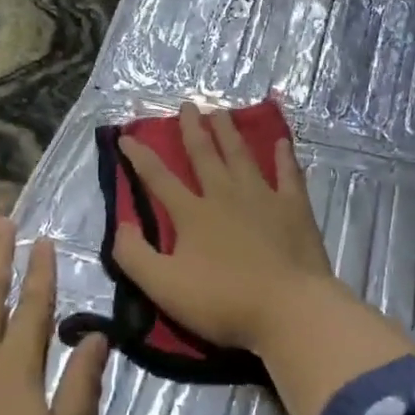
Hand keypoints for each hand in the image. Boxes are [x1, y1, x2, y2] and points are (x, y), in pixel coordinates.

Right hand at [112, 102, 345, 353]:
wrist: (289, 310)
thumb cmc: (224, 301)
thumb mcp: (164, 286)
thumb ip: (135, 255)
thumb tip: (121, 226)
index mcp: (192, 213)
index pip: (158, 178)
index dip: (139, 156)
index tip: (126, 136)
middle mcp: (225, 195)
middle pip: (204, 154)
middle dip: (192, 129)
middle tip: (187, 105)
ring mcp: (262, 198)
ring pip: (241, 156)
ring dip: (229, 132)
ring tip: (221, 112)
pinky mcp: (294, 208)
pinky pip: (288, 175)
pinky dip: (284, 157)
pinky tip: (282, 142)